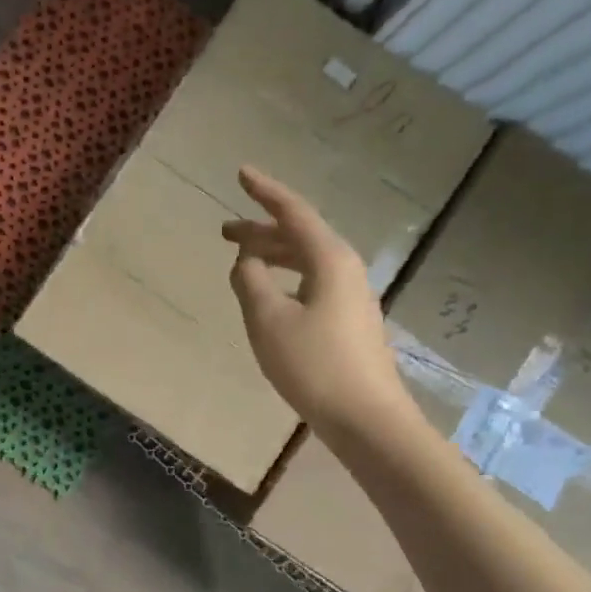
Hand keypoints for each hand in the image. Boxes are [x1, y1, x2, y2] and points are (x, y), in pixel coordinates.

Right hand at [223, 167, 411, 432]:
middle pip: (299, 237)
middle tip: (224, 232)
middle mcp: (345, 270)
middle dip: (261, 231)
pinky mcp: (348, 322)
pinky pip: (311, 284)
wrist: (366, 419)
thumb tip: (246, 261)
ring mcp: (351, 297)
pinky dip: (285, 279)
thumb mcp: (268, 320)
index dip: (265, 192)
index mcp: (329, 260)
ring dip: (273, 256)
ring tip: (242, 262)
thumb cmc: (313, 365)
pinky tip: (269, 296)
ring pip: (306, 262)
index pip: (293, 213)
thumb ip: (250, 281)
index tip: (241, 172)